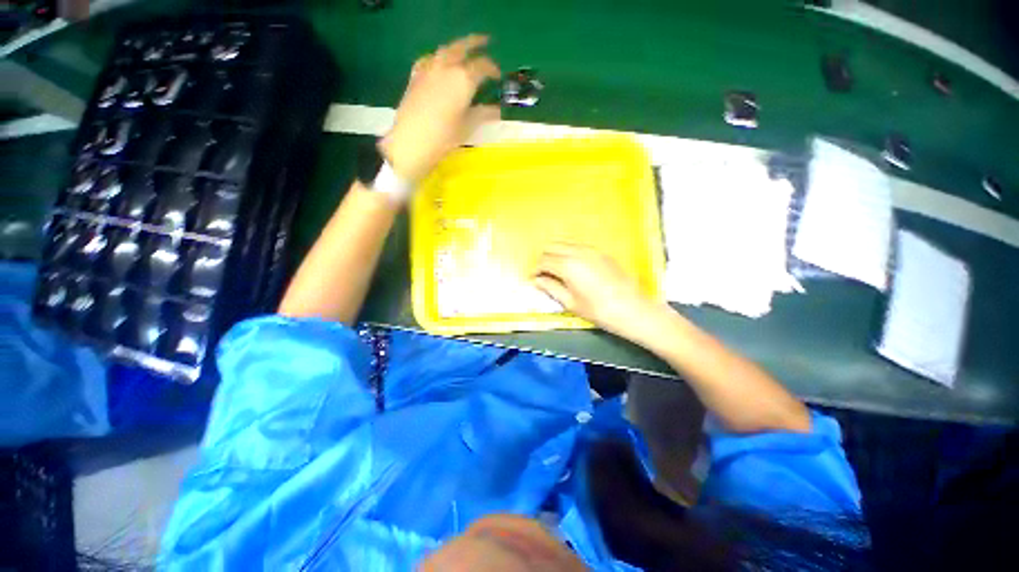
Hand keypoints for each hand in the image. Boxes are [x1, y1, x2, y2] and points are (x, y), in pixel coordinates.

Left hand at [379, 34, 501, 181]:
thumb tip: (497, 110)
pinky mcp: (415, 76)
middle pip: (462, 47)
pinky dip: (437, 57)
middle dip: (476, 43)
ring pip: (445, 50)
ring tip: (463, 51)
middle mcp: (446, 67)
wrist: (412, 142)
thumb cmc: (445, 137)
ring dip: (457, 47)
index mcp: (463, 79)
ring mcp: (428, 69)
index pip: (482, 66)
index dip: (492, 69)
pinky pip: (428, 59)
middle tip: (486, 41)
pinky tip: (438, 64)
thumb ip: (483, 114)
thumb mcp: (467, 126)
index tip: (498, 76)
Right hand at [533, 243, 659, 339]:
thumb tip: (537, 281)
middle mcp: (578, 251)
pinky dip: (569, 254)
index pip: (544, 261)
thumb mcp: (570, 303)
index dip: (536, 270)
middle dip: (544, 259)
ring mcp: (591, 250)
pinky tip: (573, 270)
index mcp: (567, 265)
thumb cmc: (599, 310)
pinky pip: (578, 247)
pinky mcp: (601, 253)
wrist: (633, 309)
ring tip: (557, 272)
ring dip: (556, 255)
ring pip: (565, 244)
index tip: (534, 280)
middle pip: (552, 247)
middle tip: (544, 275)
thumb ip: (551, 288)